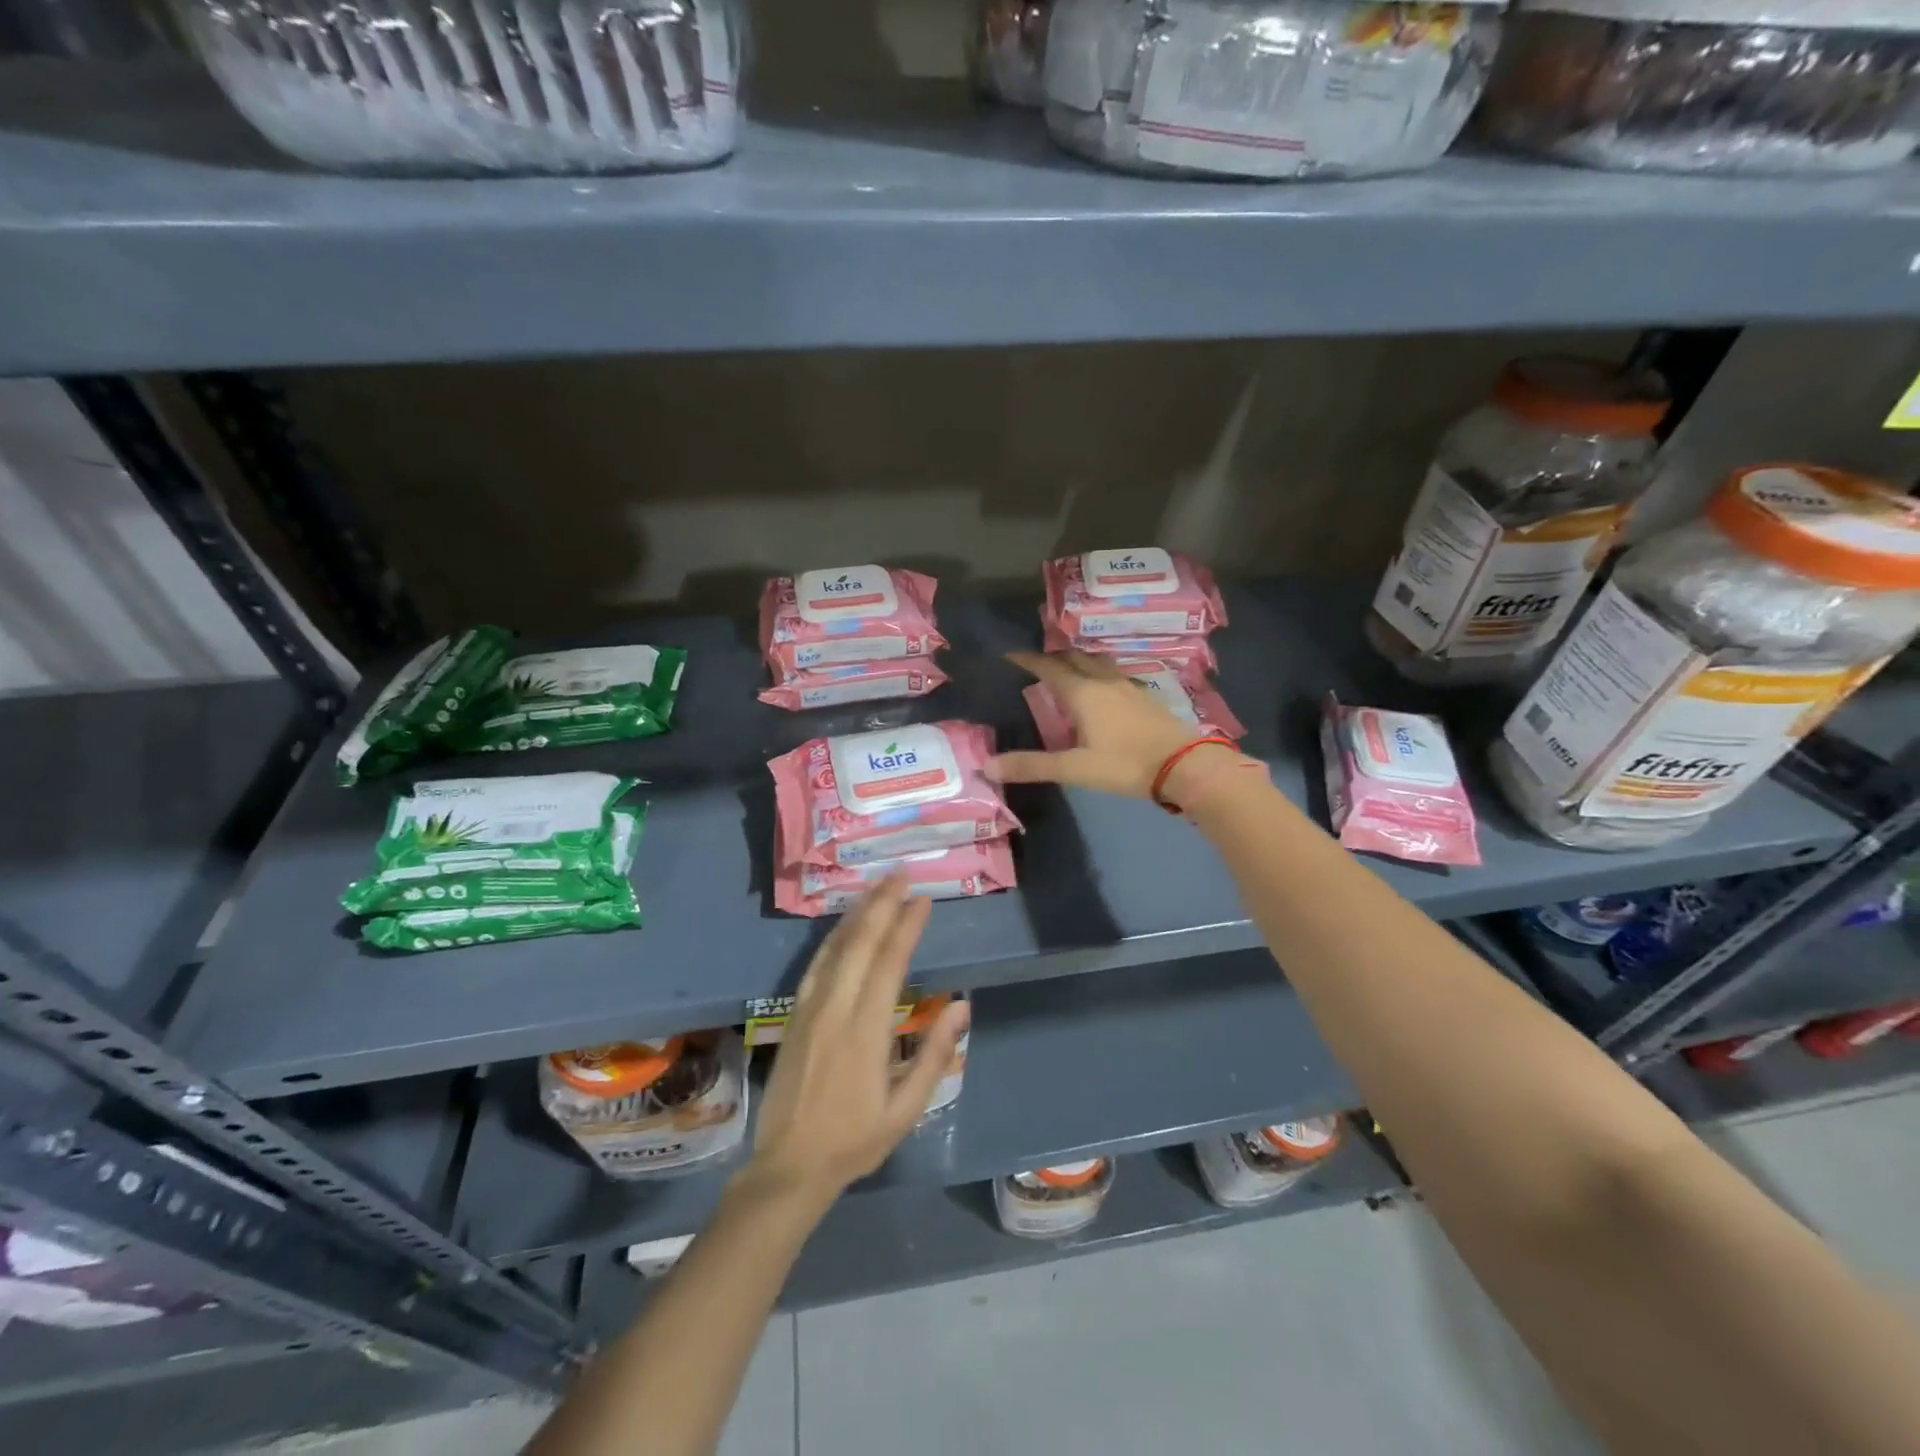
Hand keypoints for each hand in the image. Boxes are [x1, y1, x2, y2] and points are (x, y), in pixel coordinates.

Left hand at [746, 877, 968, 1207]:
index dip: (906, 927)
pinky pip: (816, 965)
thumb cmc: (855, 1140)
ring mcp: (809, 1009)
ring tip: (876, 887)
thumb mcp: (906, 1110)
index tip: (923, 900)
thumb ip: (934, 1056)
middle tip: (900, 875)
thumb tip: (962, 1007)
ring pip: (835, 949)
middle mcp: (835, 1009)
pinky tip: (844, 925)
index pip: (889, 964)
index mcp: (865, 1031)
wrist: (788, 1166)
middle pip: (860, 944)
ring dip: (857, 914)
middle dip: (881, 905)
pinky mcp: (793, 1015)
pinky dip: (833, 938)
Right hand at [987, 650, 1212, 797]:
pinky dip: (1099, 672)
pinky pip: (1114, 673)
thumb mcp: (1074, 769)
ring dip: (1079, 660)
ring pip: (1098, 662)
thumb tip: (986, 766)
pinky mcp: (1145, 696)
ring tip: (1067, 667)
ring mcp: (1128, 686)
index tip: (1010, 654)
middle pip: (1075, 657)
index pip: (1049, 667)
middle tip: (1037, 660)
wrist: (1184, 765)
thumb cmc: (1125, 765)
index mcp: (1083, 693)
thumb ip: (1031, 766)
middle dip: (1053, 655)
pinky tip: (1103, 687)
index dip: (1028, 660)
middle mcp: (1104, 681)